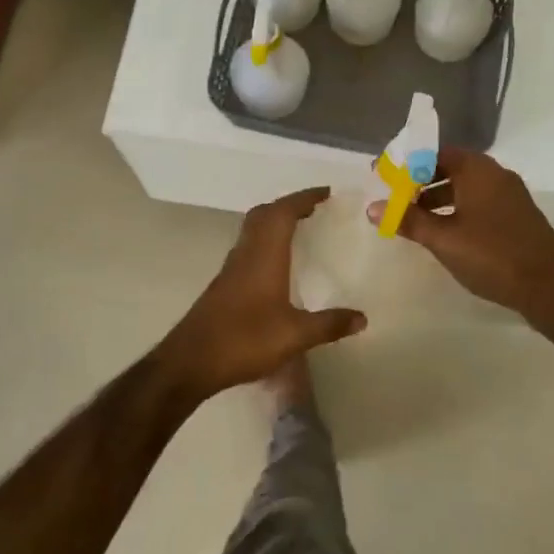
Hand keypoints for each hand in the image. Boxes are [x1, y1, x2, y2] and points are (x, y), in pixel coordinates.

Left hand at [158, 188, 366, 398]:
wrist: (191, 361)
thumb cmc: (244, 340)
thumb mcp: (294, 335)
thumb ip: (329, 325)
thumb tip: (362, 318)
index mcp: (264, 256)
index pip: (283, 212)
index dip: (303, 198)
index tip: (325, 193)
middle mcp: (246, 254)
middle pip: (264, 214)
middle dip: (288, 205)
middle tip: (313, 208)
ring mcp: (231, 269)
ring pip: (253, 230)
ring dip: (274, 221)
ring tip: (298, 229)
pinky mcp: (224, 284)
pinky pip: (248, 248)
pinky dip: (265, 241)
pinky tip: (276, 264)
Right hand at [367, 149, 553, 325]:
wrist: (551, 288)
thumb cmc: (492, 256)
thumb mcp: (443, 239)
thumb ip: (408, 220)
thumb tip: (373, 208)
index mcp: (477, 170)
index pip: (434, 152)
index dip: (406, 162)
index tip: (383, 174)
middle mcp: (495, 174)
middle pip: (450, 166)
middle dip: (420, 180)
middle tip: (395, 198)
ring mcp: (510, 195)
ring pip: (465, 186)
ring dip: (438, 197)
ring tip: (415, 218)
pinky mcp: (517, 215)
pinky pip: (479, 201)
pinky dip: (457, 208)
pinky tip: (446, 232)